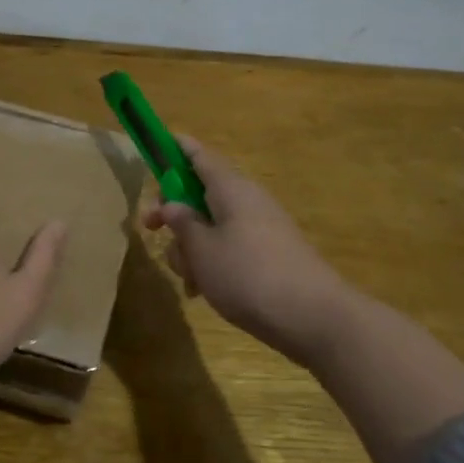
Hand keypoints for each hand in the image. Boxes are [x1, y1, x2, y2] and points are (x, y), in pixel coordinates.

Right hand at [142, 137, 354, 368]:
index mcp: (230, 189)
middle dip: (174, 214)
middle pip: (201, 194)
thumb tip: (173, 205)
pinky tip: (202, 291)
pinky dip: (211, 263)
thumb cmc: (248, 275)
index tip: (156, 144)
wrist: (313, 318)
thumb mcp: (202, 249)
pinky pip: (229, 248)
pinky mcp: (267, 255)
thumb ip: (182, 223)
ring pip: (211, 226)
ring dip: (191, 247)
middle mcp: (247, 201)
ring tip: (187, 278)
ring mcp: (260, 229)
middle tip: (151, 230)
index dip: (176, 148)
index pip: (199, 156)